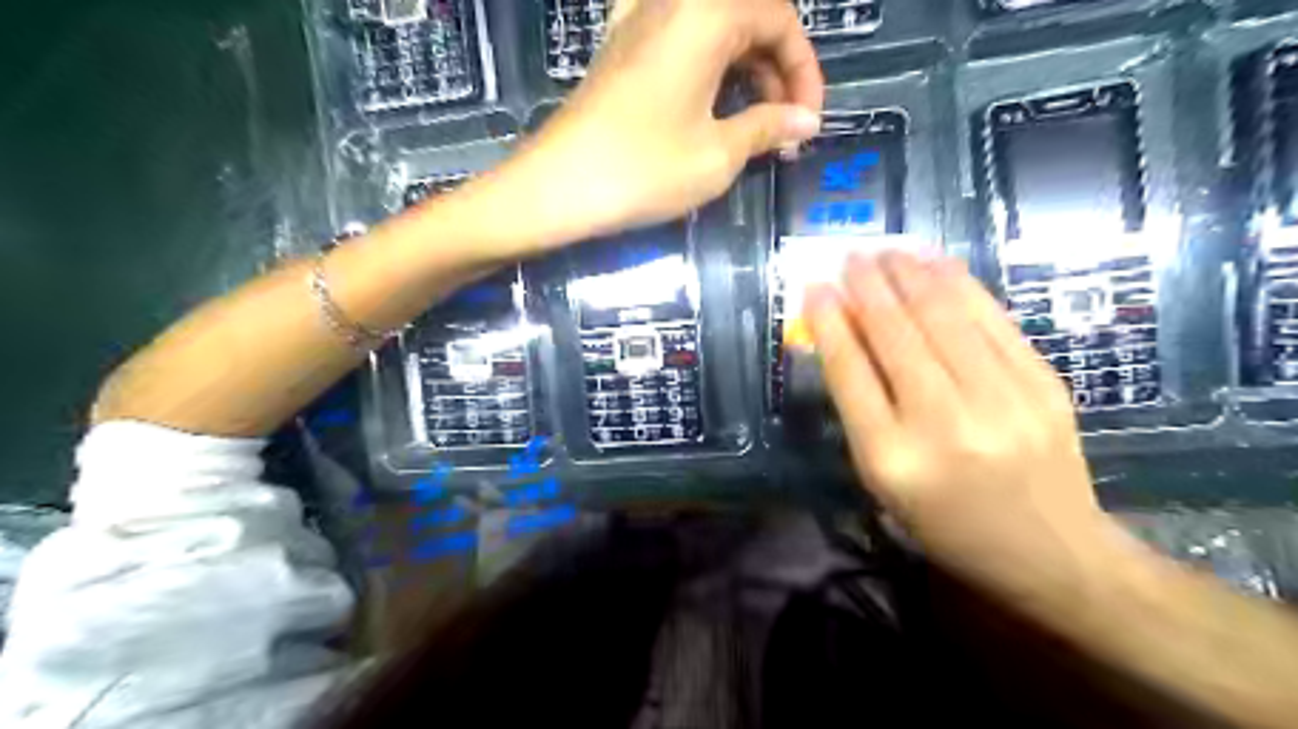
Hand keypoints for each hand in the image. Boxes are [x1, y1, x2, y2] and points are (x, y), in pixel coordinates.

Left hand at [481, 0, 824, 249]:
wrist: (556, 187)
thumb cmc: (642, 169)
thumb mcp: (717, 154)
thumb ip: (768, 127)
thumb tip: (805, 121)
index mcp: (705, 14)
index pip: (779, 19)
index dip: (804, 70)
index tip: (809, 121)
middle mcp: (674, 4)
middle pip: (747, 20)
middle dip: (777, 73)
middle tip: (786, 130)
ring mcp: (640, 23)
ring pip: (715, 34)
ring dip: (746, 75)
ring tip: (757, 129)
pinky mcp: (621, 51)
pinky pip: (682, 46)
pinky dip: (710, 73)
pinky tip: (714, 111)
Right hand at [802, 250, 1126, 602]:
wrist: (1050, 551)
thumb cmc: (946, 523)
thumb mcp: (883, 481)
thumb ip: (860, 409)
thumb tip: (844, 335)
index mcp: (892, 458)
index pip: (850, 373)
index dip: (830, 322)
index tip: (815, 287)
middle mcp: (943, 423)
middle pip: (895, 336)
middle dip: (868, 287)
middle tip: (851, 255)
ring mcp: (1001, 400)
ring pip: (943, 318)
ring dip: (909, 275)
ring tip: (887, 249)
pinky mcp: (1043, 384)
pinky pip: (991, 320)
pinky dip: (959, 284)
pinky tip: (936, 262)